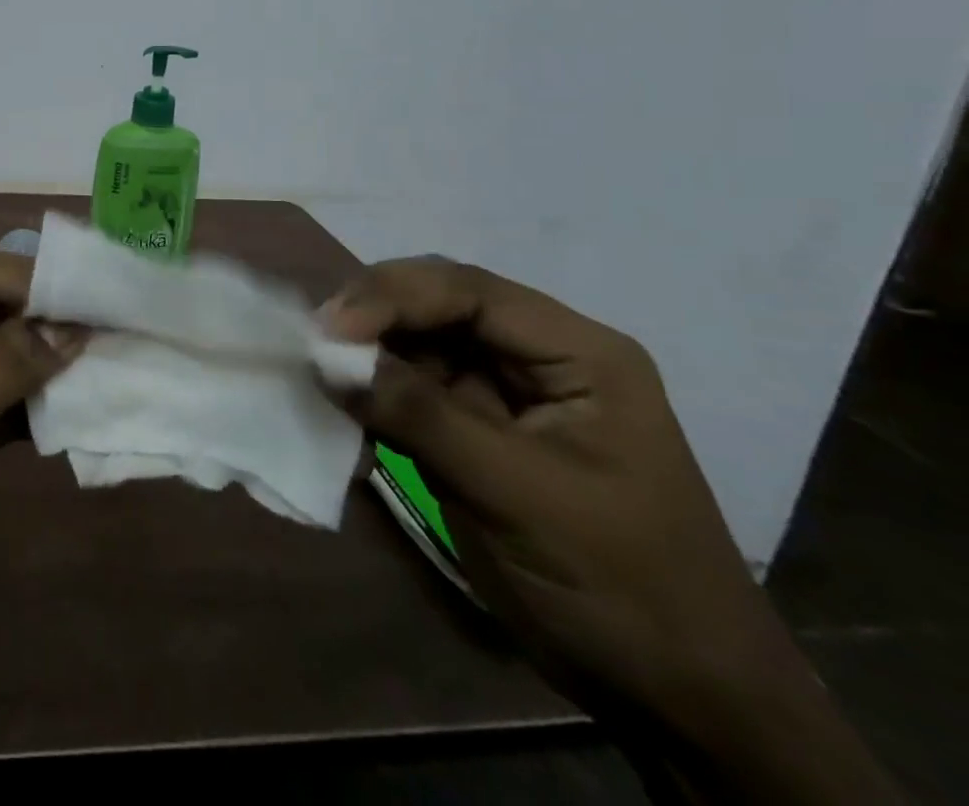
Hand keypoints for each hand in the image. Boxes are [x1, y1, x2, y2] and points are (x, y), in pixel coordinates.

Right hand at [325, 258, 775, 715]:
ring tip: (319, 368)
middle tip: (315, 340)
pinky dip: (373, 390)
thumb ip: (422, 415)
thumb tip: (326, 357)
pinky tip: (342, 400)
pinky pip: (411, 387)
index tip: (332, 328)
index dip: (394, 295)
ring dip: (367, 351)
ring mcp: (505, 392)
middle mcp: (539, 356)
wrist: (676, 699)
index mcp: (578, 352)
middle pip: (440, 304)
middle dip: (375, 315)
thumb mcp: (519, 494)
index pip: (471, 291)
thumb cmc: (618, 584)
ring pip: (418, 342)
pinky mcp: (475, 428)